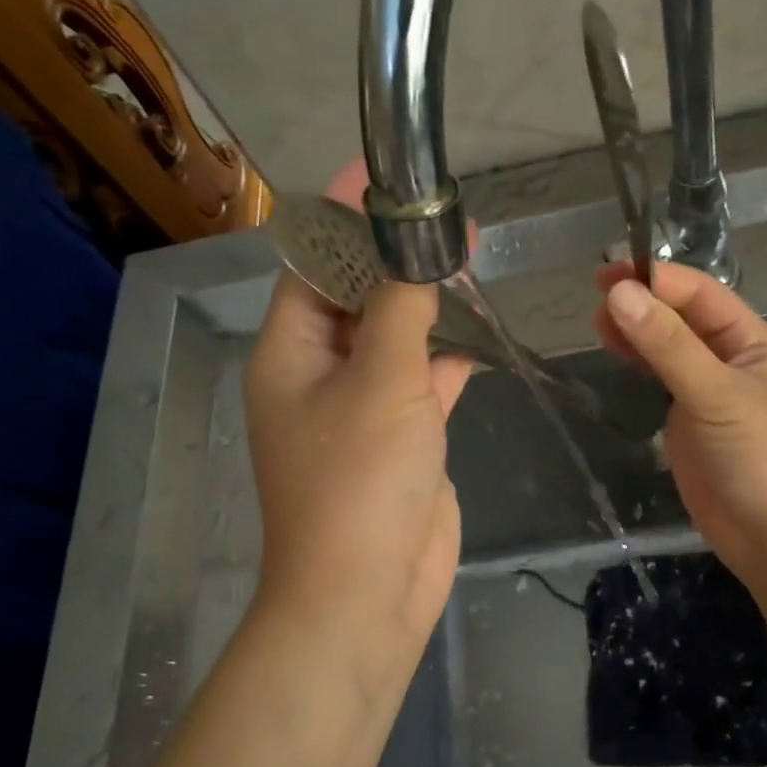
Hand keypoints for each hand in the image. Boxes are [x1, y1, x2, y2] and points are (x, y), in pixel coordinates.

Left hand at [242, 164, 472, 712]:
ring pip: (394, 340)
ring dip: (426, 307)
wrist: (370, 590)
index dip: (345, 217)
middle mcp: (319, 375)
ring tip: (468, 262)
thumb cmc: (360, 482)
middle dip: (397, 259)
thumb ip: (401, 308)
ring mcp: (362, 410)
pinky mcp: (401, 441)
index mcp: (290, 353)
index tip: (386, 176)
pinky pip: (422, 384)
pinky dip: (446, 361)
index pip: (311, 263)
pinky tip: (477, 339)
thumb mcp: (382, 381)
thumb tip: (416, 250)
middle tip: (448, 220)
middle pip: (356, 297)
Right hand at [594, 259, 766, 589]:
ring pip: (669, 349)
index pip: (700, 295)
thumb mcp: (716, 394)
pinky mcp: (690, 424)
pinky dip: (639, 364)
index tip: (609, 273)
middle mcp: (731, 361)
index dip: (657, 280)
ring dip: (637, 331)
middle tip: (594, 292)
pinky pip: (662, 382)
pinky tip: (615, 352)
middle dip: (643, 302)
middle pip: (682, 318)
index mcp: (752, 342)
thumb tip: (620, 294)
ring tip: (597, 320)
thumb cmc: (760, 458)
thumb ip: (668, 345)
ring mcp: (709, 393)